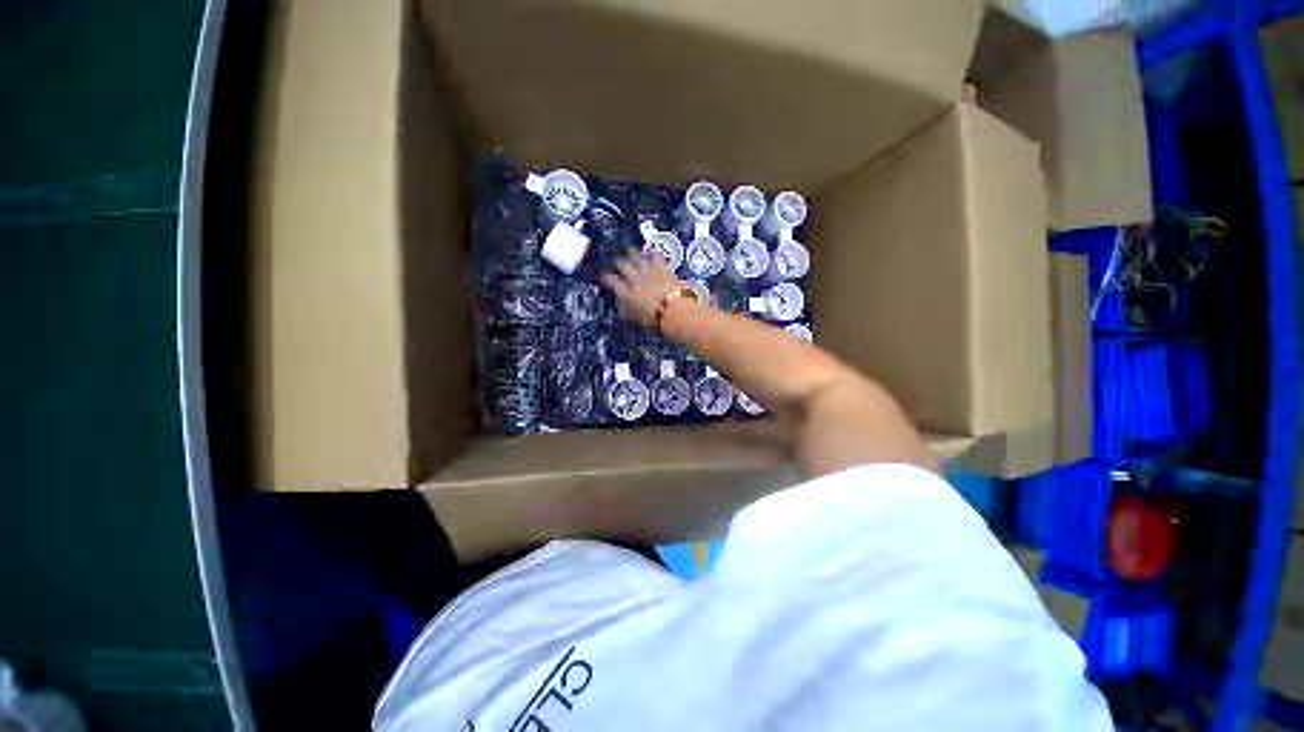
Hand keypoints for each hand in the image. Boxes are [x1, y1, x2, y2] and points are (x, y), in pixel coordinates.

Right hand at [599, 252, 686, 328]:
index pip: (611, 281)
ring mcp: (649, 271)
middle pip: (622, 264)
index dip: (605, 277)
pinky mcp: (663, 267)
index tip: (602, 276)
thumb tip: (620, 306)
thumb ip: (625, 310)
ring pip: (636, 257)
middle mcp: (635, 279)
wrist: (675, 312)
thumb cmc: (655, 320)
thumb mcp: (634, 319)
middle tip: (618, 262)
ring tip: (630, 251)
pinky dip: (652, 254)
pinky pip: (655, 256)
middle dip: (618, 262)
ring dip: (632, 254)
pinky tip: (651, 253)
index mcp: (626, 293)